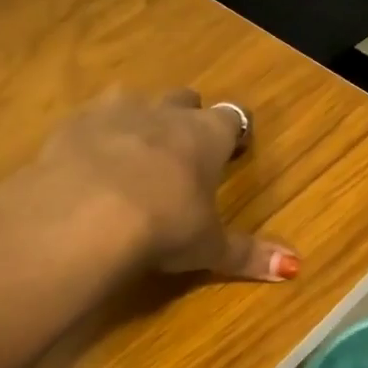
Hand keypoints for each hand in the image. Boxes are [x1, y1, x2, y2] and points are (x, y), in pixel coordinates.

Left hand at [37, 90, 299, 281]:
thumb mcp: (208, 247)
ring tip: (132, 153)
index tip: (232, 150)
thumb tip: (296, 267)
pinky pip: (89, 119)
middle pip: (184, 99)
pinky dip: (94, 136)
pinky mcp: (72, 124)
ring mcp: (114, 111)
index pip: (231, 118)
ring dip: (138, 120)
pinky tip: (88, 164)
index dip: (232, 133)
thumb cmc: (163, 226)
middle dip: (185, 118)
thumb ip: (248, 254)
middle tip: (183, 152)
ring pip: (134, 100)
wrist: (84, 215)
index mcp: (205, 135)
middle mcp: (163, 112)